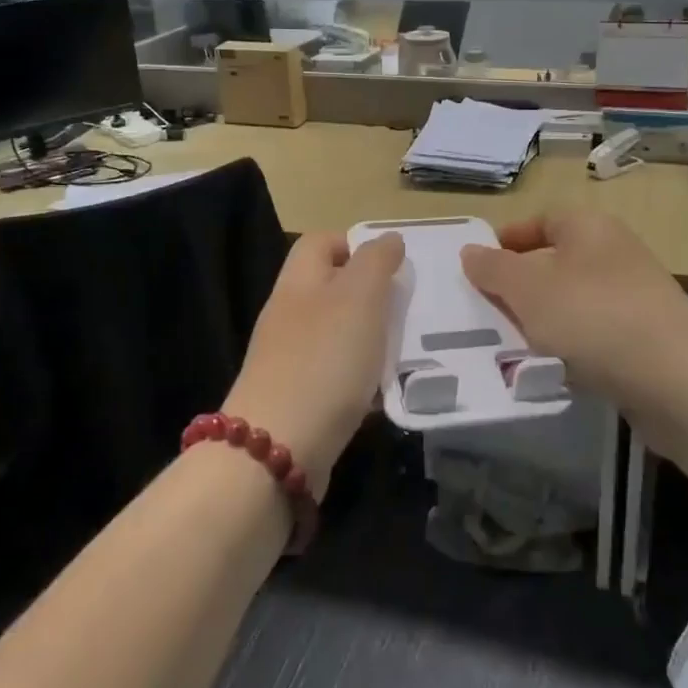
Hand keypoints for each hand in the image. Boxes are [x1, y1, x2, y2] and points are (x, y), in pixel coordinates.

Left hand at [224, 232, 403, 495]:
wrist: (278, 448)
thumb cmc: (324, 360)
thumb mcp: (359, 296)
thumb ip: (376, 261)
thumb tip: (388, 239)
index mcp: (298, 281)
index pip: (320, 242)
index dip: (356, 244)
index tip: (394, 265)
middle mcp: (289, 314)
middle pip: (332, 289)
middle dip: (373, 296)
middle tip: (409, 310)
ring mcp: (290, 358)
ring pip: (339, 334)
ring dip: (372, 340)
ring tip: (406, 351)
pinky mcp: (299, 397)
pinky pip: (337, 375)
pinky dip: (362, 379)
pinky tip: (384, 392)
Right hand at [466, 212, 687, 543]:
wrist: (680, 382)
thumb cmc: (594, 318)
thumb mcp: (528, 289)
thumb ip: (493, 269)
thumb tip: (471, 251)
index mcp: (590, 227)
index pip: (542, 219)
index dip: (508, 239)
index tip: (476, 266)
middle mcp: (616, 254)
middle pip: (555, 262)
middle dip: (518, 286)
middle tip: (483, 311)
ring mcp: (635, 297)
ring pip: (572, 302)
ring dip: (541, 321)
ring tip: (508, 346)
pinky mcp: (646, 339)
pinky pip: (594, 335)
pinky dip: (569, 348)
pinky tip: (552, 371)